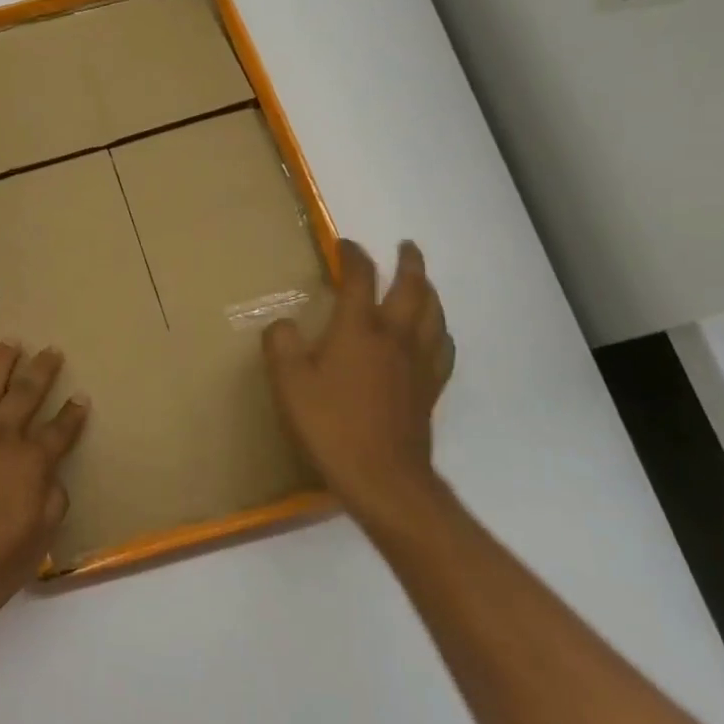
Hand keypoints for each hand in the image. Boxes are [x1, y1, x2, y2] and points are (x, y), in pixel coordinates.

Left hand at [0, 344, 87, 636]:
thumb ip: (50, 507)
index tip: (82, 395)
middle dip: (41, 371)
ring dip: (0, 364)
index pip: (58, 432)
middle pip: (25, 395)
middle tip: (51, 349)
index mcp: (29, 465)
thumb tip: (54, 480)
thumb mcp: (33, 549)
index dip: (72, 415)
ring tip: (11, 343)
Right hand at [263, 239, 454, 533]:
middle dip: (408, 263)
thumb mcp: (289, 384)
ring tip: (423, 282)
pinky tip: (436, 334)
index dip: (353, 256)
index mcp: (358, 329)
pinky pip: (442, 349)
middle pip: (412, 288)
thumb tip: (283, 325)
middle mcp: (394, 337)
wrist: (382, 478)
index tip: (344, 245)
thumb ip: (281, 345)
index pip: (360, 279)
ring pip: (434, 314)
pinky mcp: (430, 389)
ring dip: (429, 290)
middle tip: (406, 246)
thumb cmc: (330, 426)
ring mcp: (418, 364)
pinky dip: (440, 331)